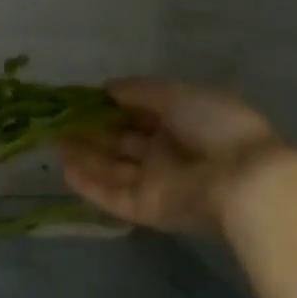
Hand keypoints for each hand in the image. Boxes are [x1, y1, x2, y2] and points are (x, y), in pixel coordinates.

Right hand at [61, 78, 291, 231]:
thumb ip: (140, 91)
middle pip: (121, 142)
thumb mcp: (178, 95)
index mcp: (180, 121)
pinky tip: (64, 169)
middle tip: (57, 121)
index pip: (138, 113)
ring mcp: (157, 182)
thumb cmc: (215, 126)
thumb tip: (107, 88)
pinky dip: (90, 185)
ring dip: (85, 156)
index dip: (109, 106)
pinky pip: (113, 195)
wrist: (244, 179)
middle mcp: (166, 152)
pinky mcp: (148, 209)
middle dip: (91, 131)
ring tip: (52, 142)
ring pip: (113, 169)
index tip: (79, 98)